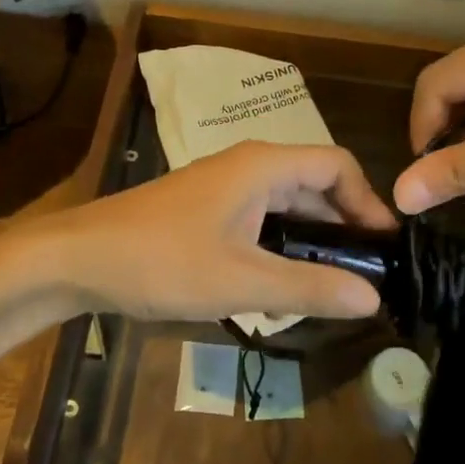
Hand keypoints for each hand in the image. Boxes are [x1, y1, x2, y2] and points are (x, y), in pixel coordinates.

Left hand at [36, 141, 397, 321]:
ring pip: (287, 204)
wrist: (79, 258)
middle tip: (367, 275)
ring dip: (313, 238)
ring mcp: (225, 186)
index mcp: (263, 166)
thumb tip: (373, 297)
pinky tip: (284, 283)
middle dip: (344, 225)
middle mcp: (249, 166)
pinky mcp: (208, 209)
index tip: (385, 248)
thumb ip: (309, 287)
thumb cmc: (162, 262)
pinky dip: (283, 244)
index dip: (369, 202)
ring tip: (334, 284)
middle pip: (315, 184)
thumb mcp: (241, 280)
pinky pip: (262, 218)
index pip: (337, 166)